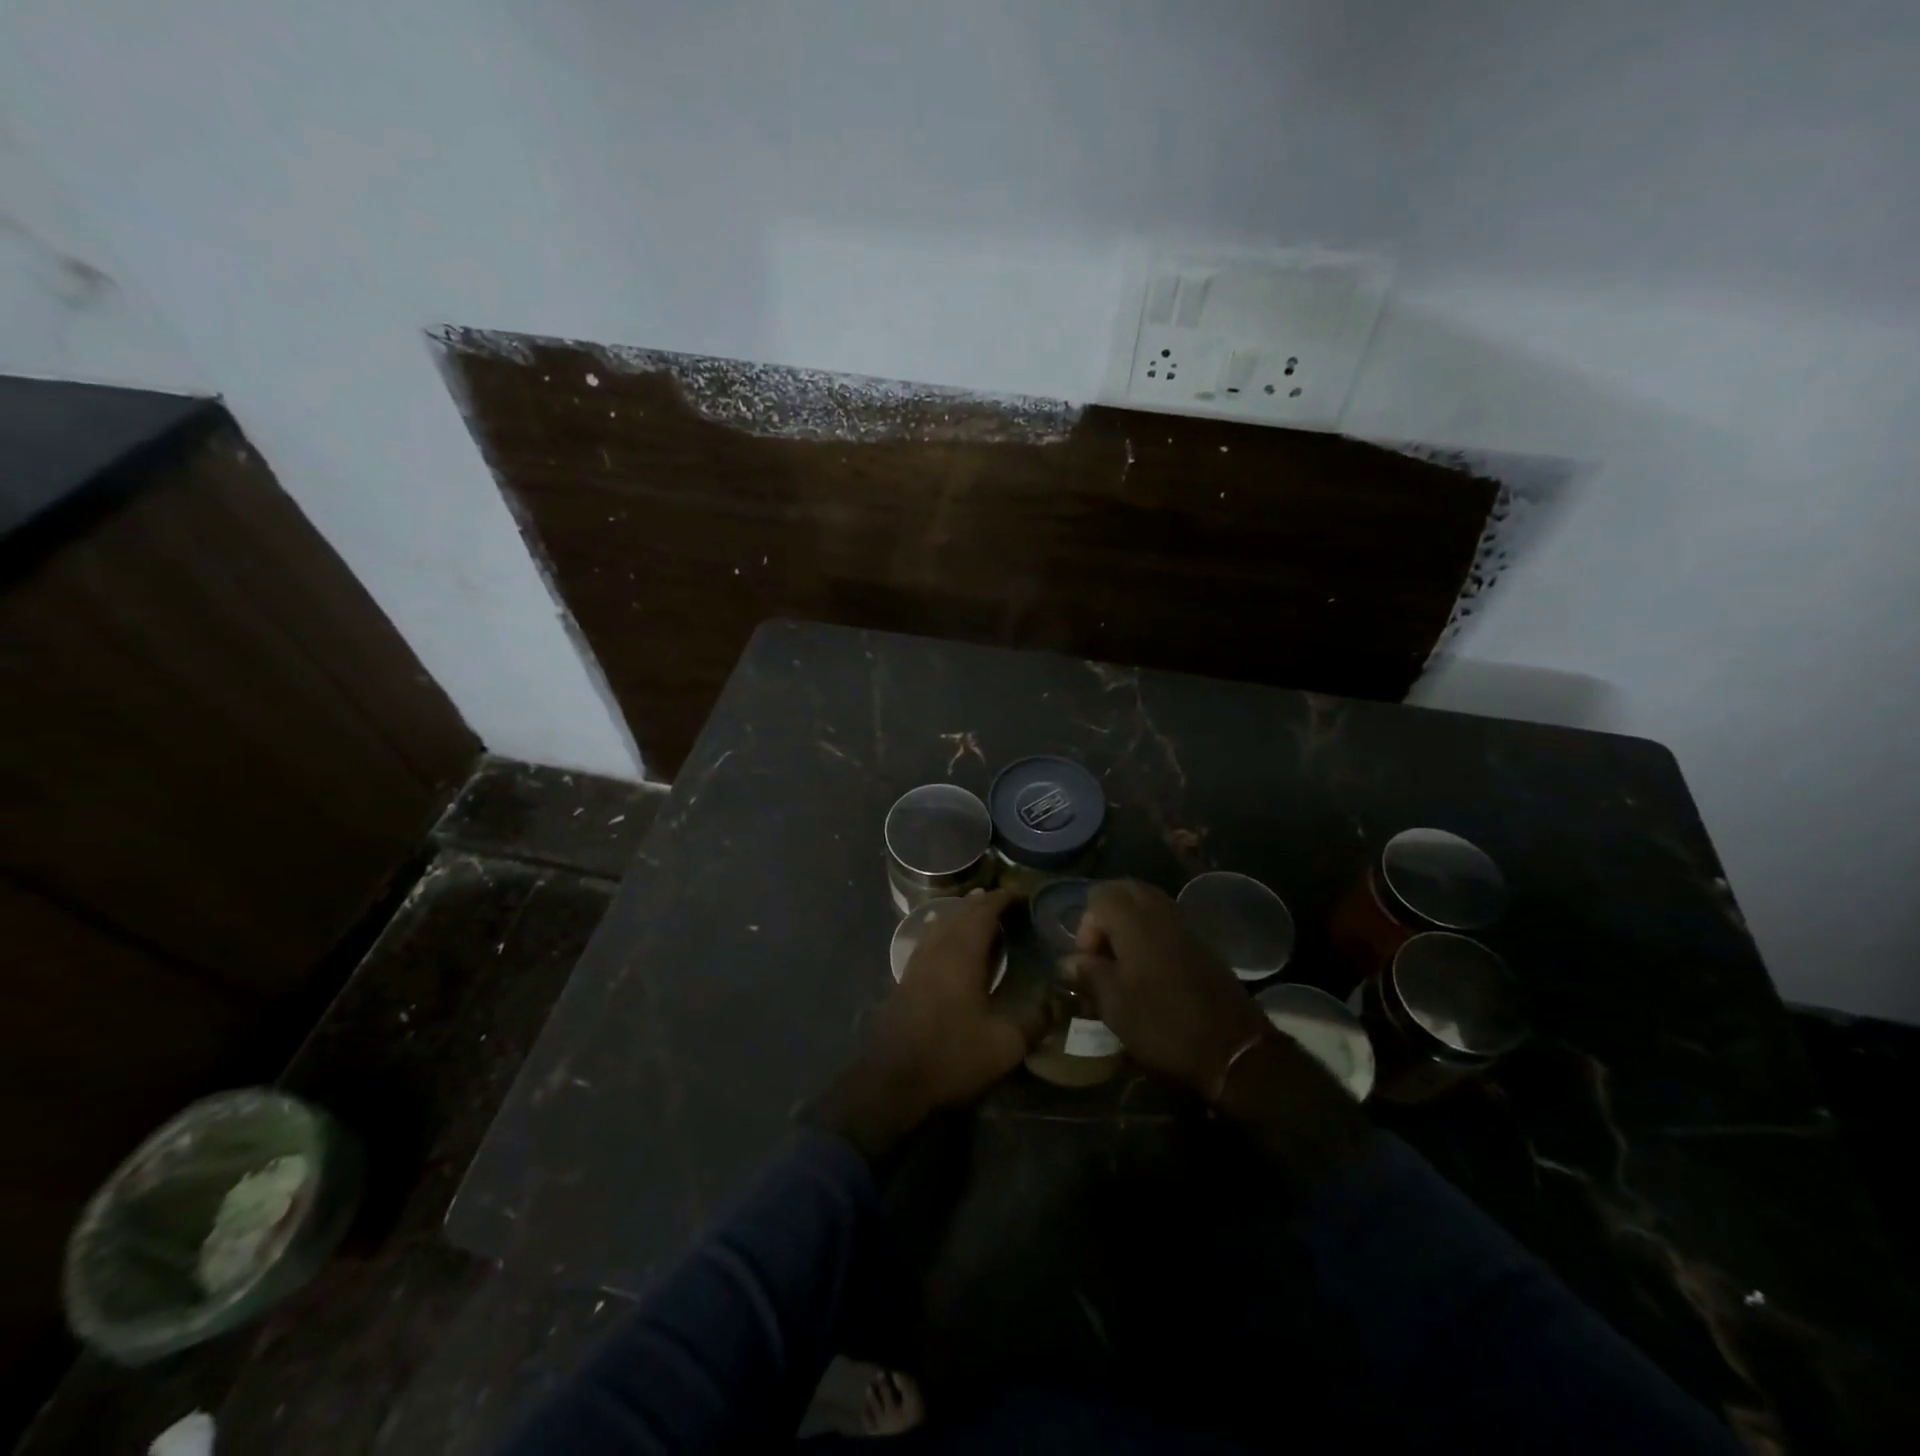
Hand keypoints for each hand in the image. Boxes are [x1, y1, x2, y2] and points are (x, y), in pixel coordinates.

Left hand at [875, 888, 1039, 1109]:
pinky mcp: (905, 980)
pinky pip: (929, 941)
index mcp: (962, 952)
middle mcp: (938, 948)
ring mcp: (917, 963)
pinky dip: (944, 932)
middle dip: (982, 902)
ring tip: (977, 913)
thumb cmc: (951, 1055)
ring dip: (960, 915)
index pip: (984, 911)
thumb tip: (1056, 1002)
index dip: (1002, 899)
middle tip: (1004, 901)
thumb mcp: (1004, 1044)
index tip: (1021, 895)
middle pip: (960, 912)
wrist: (890, 1080)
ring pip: (940, 925)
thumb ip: (1033, 1020)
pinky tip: (947, 944)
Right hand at [1066, 880, 1371, 1189]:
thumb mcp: (1114, 1005)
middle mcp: (1161, 912)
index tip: (1090, 963)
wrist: (1234, 1051)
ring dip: (1128, 924)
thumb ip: (1088, 974)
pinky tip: (1149, 970)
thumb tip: (1068, 961)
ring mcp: (1185, 925)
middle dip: (1106, 917)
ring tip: (1123, 964)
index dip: (1086, 926)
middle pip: (1125, 890)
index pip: (1099, 895)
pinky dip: (1150, 933)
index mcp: (1135, 921)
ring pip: (1147, 903)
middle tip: (1102, 956)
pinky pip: (1166, 920)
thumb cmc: (1164, 1025)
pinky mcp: (1201, 943)